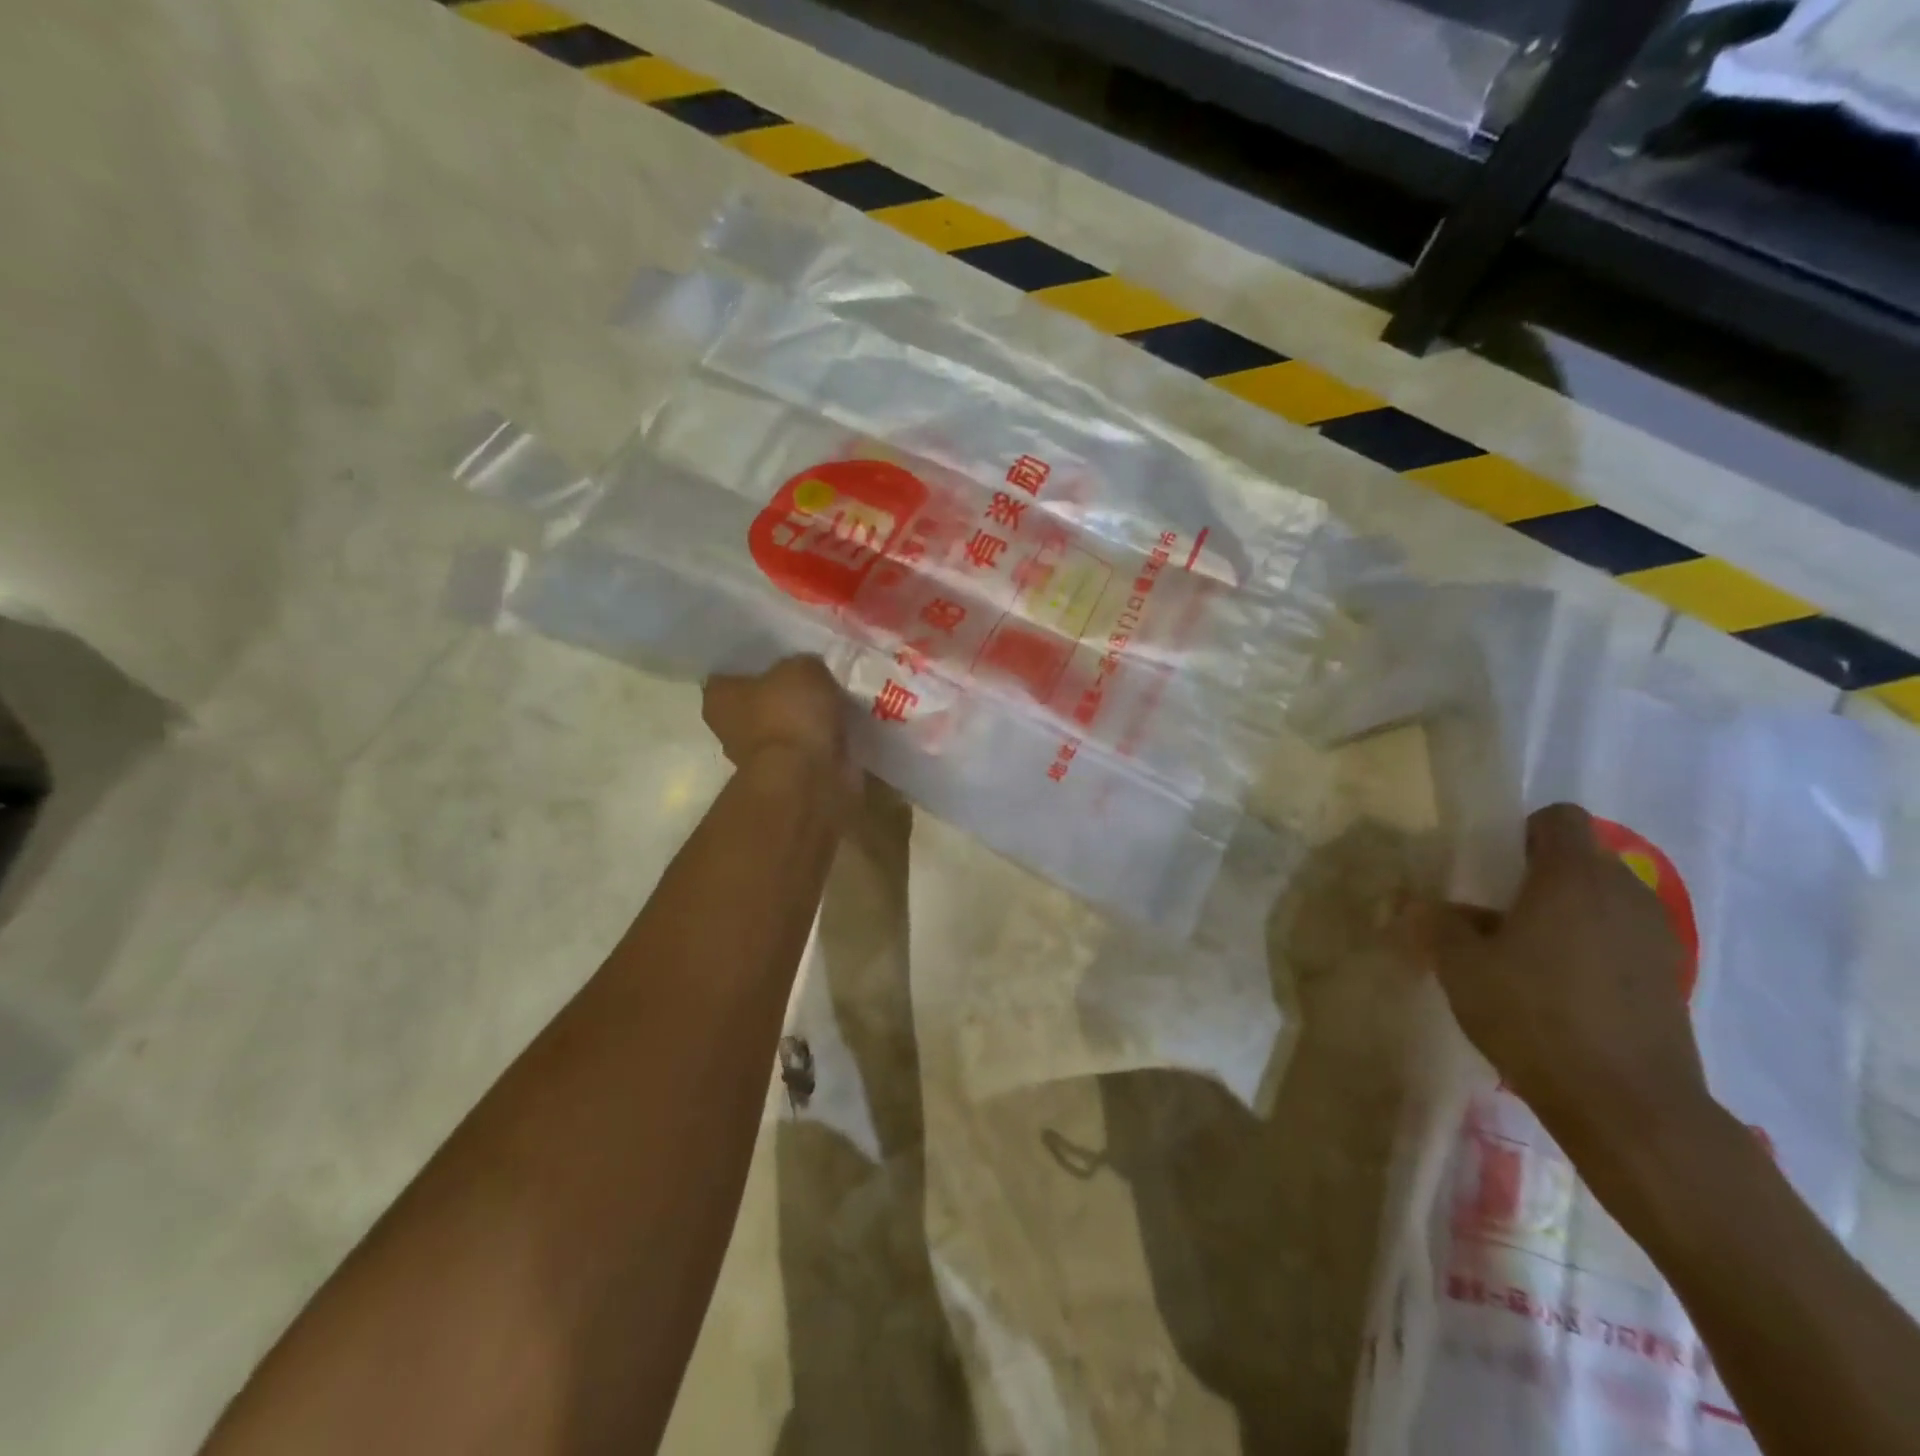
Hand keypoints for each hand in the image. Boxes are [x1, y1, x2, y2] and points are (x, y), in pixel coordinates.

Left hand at [702, 655, 858, 794]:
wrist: (808, 777)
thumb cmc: (790, 715)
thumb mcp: (803, 668)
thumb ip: (803, 665)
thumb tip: (810, 673)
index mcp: (718, 697)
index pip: (730, 673)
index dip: (755, 665)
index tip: (780, 658)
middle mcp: (730, 728)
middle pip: (758, 702)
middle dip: (783, 694)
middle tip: (814, 678)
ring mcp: (758, 757)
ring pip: (784, 727)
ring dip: (806, 719)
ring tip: (836, 701)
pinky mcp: (787, 776)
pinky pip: (805, 748)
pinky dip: (821, 741)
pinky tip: (842, 727)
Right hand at [1407, 803, 1711, 1159]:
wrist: (1628, 1104)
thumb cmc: (1533, 1015)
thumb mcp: (1460, 965)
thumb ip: (1437, 923)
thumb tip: (1421, 905)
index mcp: (1572, 877)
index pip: (1558, 818)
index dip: (1521, 831)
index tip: (1492, 868)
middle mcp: (1623, 893)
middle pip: (1579, 860)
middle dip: (1538, 878)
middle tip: (1495, 916)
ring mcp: (1655, 937)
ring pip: (1601, 901)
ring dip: (1565, 915)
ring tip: (1525, 957)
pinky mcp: (1670, 978)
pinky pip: (1621, 939)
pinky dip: (1591, 949)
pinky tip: (1561, 992)